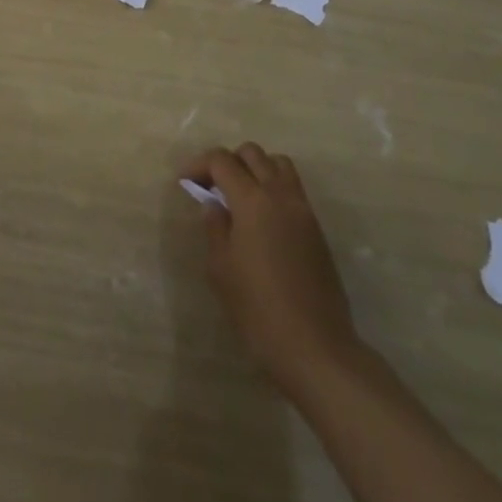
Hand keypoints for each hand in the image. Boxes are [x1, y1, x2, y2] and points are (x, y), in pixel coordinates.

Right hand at [183, 143, 358, 389]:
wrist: (316, 348)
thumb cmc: (259, 310)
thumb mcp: (221, 270)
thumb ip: (215, 228)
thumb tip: (214, 204)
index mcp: (252, 200)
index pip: (222, 161)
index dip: (199, 164)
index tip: (185, 181)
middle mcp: (280, 194)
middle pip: (252, 153)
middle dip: (228, 162)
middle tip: (212, 187)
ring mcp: (303, 210)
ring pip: (278, 164)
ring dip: (256, 169)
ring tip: (239, 196)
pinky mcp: (316, 228)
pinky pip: (293, 188)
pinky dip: (274, 187)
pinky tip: (262, 219)